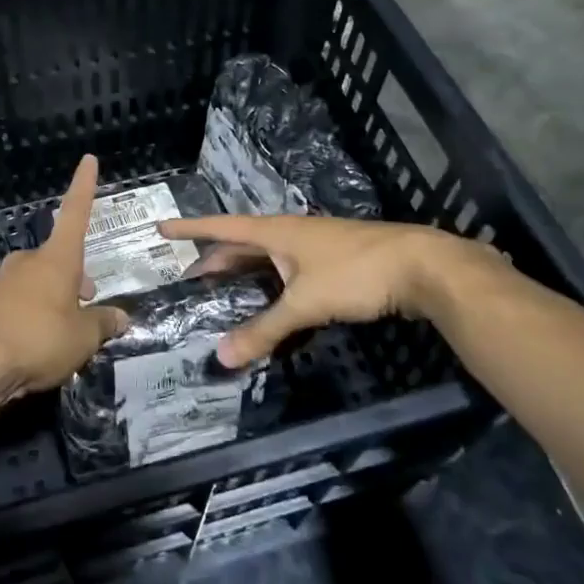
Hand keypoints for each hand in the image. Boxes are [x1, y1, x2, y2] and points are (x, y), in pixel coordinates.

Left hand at [0, 155, 127, 406]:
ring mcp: (4, 281)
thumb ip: (104, 324)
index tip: (87, 159)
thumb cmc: (38, 340)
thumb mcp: (83, 338)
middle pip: (59, 258)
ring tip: (65, 333)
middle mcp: (29, 262)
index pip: (75, 213)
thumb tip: (122, 317)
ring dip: (56, 297)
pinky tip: (37, 343)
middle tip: (89, 304)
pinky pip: (21, 302)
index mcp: (56, 259)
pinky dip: (34, 315)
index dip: (84, 187)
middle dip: (76, 276)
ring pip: (40, 281)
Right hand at [157, 214, 480, 367]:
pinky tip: (272, 307)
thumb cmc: (356, 274)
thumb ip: (264, 329)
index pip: (221, 227)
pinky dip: (271, 288)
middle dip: (215, 261)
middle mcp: (290, 234)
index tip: (161, 229)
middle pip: (242, 245)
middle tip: (190, 282)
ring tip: (223, 296)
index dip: (190, 229)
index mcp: (276, 232)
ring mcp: (314, 248)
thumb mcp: (305, 303)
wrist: (422, 266)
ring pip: (267, 260)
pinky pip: (288, 273)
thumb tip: (221, 356)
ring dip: (244, 275)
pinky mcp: (334, 265)